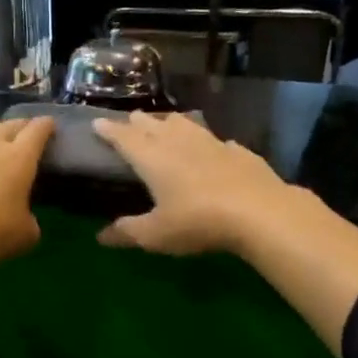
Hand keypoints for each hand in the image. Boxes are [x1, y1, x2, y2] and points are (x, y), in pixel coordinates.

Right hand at [91, 112, 301, 254]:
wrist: (259, 212)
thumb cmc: (197, 221)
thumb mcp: (156, 234)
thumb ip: (127, 232)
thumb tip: (100, 237)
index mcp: (152, 158)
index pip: (124, 137)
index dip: (110, 130)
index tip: (97, 122)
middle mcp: (179, 142)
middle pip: (153, 125)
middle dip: (138, 122)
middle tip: (130, 120)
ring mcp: (212, 143)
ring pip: (185, 124)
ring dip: (171, 122)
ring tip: (166, 123)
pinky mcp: (239, 151)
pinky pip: (217, 140)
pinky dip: (207, 140)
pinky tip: (214, 146)